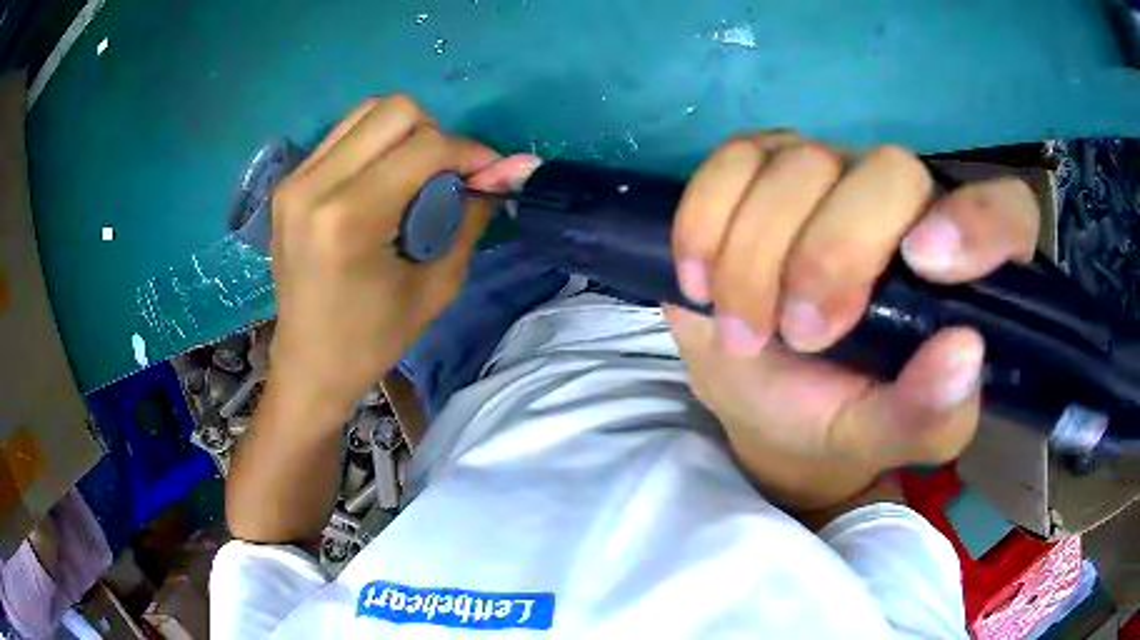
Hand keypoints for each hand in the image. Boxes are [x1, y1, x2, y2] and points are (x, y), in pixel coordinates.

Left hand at [269, 95, 537, 416]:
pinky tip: (383, 180)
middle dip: (436, 135)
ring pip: (368, 111)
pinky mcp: (289, 183)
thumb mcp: (437, 285)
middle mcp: (315, 185)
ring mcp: (295, 180)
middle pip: (395, 110)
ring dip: (405, 133)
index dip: (470, 152)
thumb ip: (473, 215)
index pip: (425, 146)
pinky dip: (376, 143)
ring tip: (414, 176)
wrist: (309, 364)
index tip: (489, 175)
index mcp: (349, 219)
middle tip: (445, 177)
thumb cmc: (374, 339)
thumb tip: (514, 167)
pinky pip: (344, 133)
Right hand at [667, 134, 1038, 505]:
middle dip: (831, 256)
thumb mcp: (882, 436)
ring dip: (755, 257)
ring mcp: (830, 171)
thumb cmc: (832, 415)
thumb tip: (963, 352)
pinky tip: (700, 279)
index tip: (924, 262)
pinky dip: (706, 222)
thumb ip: (928, 415)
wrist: (757, 394)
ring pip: (799, 164)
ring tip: (743, 329)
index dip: (978, 220)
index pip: (1006, 210)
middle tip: (797, 333)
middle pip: (887, 172)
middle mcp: (904, 202)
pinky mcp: (761, 165)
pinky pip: (731, 161)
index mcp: (958, 271)